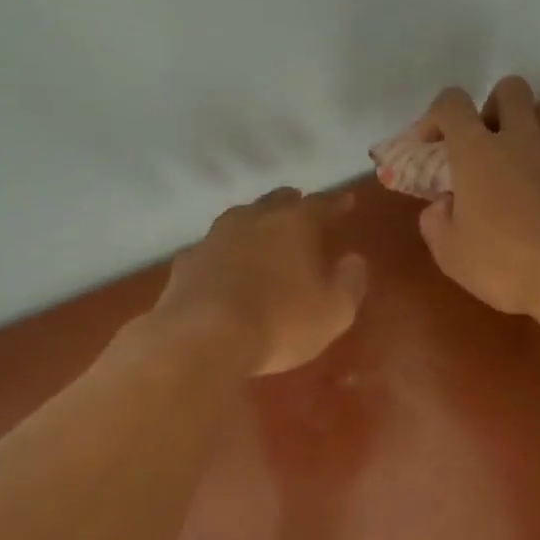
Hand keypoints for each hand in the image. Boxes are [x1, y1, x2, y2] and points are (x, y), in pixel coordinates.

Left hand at [152, 188, 368, 376]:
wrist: (203, 339)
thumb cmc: (280, 323)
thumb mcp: (334, 312)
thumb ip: (350, 282)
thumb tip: (353, 260)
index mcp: (294, 225)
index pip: (320, 204)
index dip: (336, 203)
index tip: (347, 201)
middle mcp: (253, 220)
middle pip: (276, 201)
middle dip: (291, 203)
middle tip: (301, 206)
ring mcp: (214, 238)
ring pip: (239, 218)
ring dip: (254, 222)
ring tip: (261, 231)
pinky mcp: (187, 262)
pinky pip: (211, 249)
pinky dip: (223, 252)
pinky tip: (223, 265)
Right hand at [414, 77, 539, 317]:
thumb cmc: (507, 263)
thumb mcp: (451, 254)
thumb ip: (436, 222)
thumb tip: (443, 203)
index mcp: (478, 151)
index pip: (452, 104)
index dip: (436, 115)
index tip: (431, 143)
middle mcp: (521, 136)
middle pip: (509, 89)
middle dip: (493, 108)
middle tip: (487, 145)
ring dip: (532, 122)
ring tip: (524, 157)